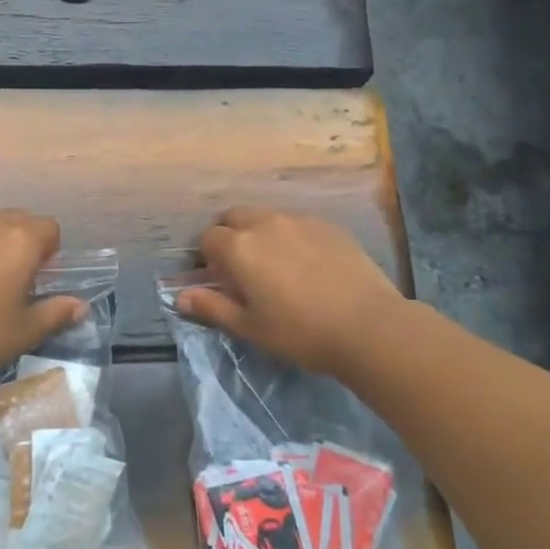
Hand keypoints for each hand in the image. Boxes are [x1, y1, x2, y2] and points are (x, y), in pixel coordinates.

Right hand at [176, 207, 402, 377]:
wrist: (369, 326)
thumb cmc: (300, 332)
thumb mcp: (250, 327)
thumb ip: (212, 307)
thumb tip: (180, 296)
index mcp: (239, 247)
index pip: (207, 239)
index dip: (206, 258)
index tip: (217, 279)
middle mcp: (265, 223)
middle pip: (233, 216)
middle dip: (228, 235)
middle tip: (239, 267)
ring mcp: (299, 220)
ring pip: (265, 216)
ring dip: (258, 232)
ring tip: (273, 264)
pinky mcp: (328, 225)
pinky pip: (296, 222)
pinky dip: (288, 235)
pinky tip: (305, 263)